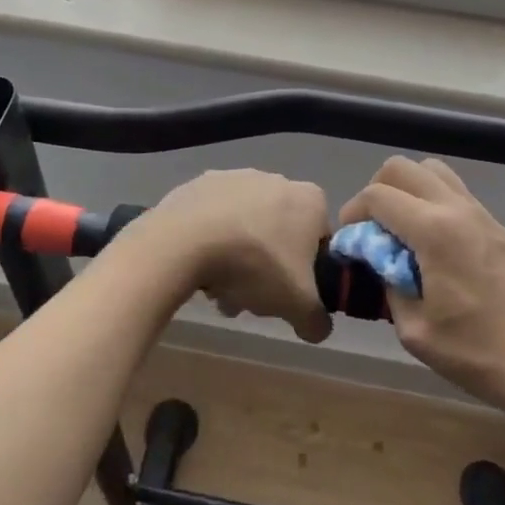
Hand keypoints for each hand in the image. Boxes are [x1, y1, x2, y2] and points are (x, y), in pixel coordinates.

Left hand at [130, 169, 332, 343]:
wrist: (186, 240)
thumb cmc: (256, 265)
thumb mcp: (297, 305)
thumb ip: (317, 320)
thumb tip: (318, 328)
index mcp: (310, 200)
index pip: (319, 241)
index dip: (307, 273)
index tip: (287, 293)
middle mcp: (277, 179)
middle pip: (279, 235)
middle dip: (267, 268)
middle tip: (249, 297)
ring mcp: (236, 177)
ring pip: (246, 227)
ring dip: (237, 258)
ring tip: (218, 290)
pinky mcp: (201, 183)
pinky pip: (214, 218)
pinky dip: (211, 239)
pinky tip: (198, 265)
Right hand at [339, 157, 504, 422]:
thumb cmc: (481, 356)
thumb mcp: (417, 332)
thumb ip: (390, 285)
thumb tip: (381, 262)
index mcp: (434, 230)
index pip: (377, 195)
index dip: (352, 214)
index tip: (349, 244)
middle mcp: (457, 209)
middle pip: (402, 168)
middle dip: (376, 192)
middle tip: (373, 233)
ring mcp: (482, 214)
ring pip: (432, 171)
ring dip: (407, 191)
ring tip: (403, 234)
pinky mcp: (498, 227)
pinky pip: (455, 192)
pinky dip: (432, 202)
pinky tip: (433, 246)